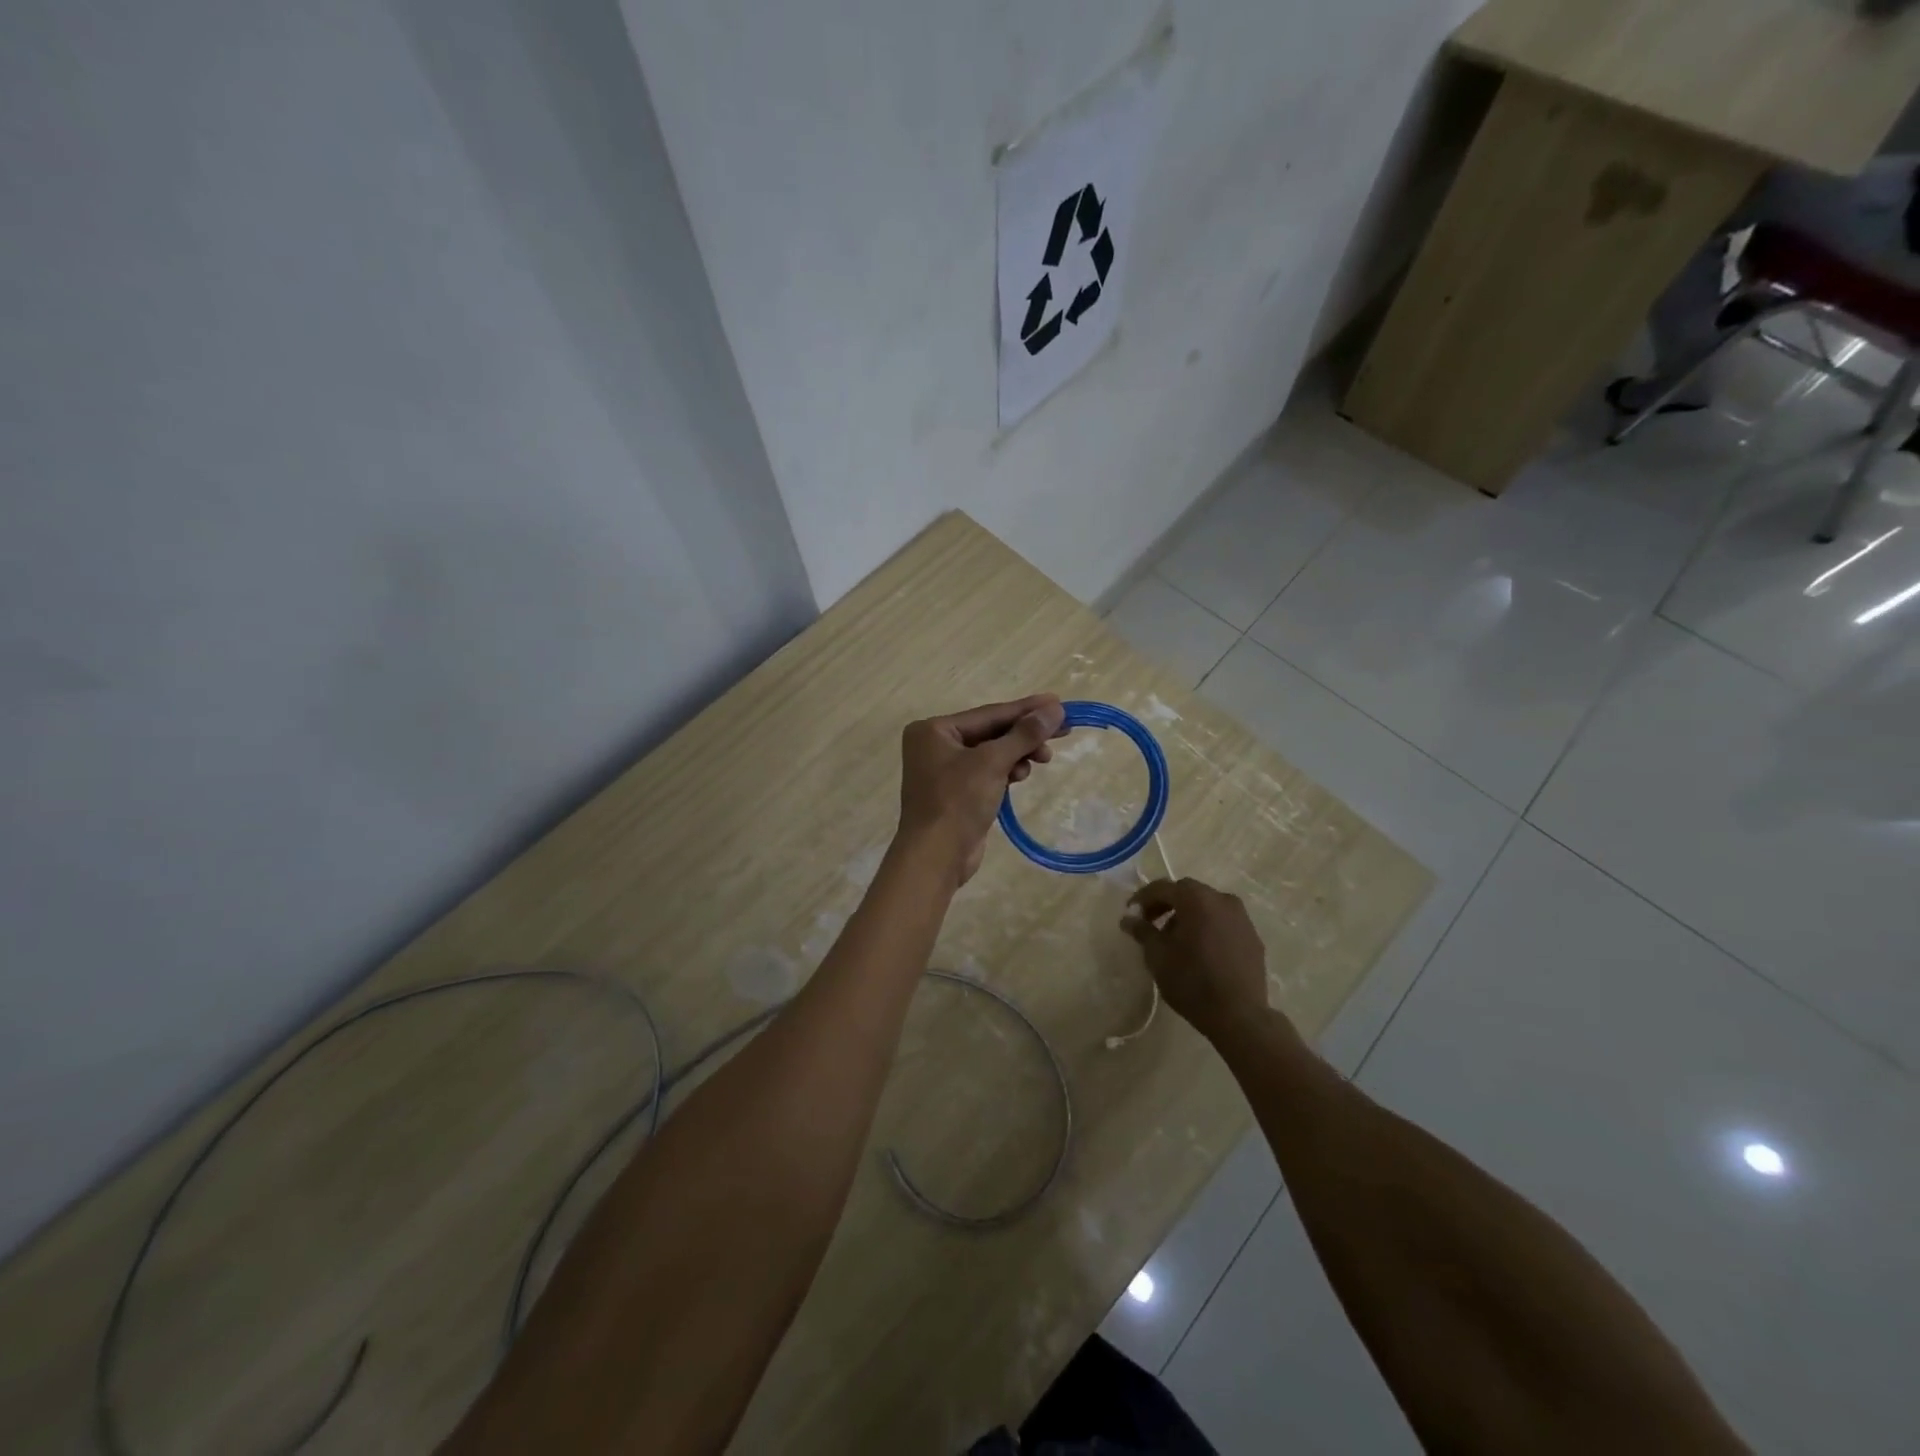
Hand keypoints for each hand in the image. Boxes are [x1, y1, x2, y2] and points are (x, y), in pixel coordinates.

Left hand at [897, 695, 1066, 885]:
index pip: (989, 714)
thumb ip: (1024, 734)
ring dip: (1018, 754)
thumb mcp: (992, 762)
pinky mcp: (957, 793)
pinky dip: (1007, 771)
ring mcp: (945, 770)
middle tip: (1063, 731)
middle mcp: (935, 745)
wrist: (936, 857)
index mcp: (933, 730)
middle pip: (991, 732)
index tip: (1059, 703)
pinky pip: (988, 772)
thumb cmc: (957, 801)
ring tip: (1043, 760)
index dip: (1026, 709)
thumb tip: (1055, 709)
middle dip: (1025, 735)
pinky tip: (1022, 776)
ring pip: (992, 753)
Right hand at [1123, 878, 1275, 1041]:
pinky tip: (1200, 950)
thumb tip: (1128, 918)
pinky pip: (1224, 922)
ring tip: (1176, 940)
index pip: (1163, 887)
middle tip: (1151, 923)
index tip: (1131, 914)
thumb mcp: (1157, 956)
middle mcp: (1222, 900)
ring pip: (1208, 906)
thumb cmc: (1192, 981)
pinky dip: (1208, 927)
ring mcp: (1242, 918)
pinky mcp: (1253, 937)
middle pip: (1188, 893)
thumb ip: (1142, 931)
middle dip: (1167, 904)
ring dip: (1188, 915)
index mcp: (1197, 899)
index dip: (1143, 898)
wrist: (1239, 1016)